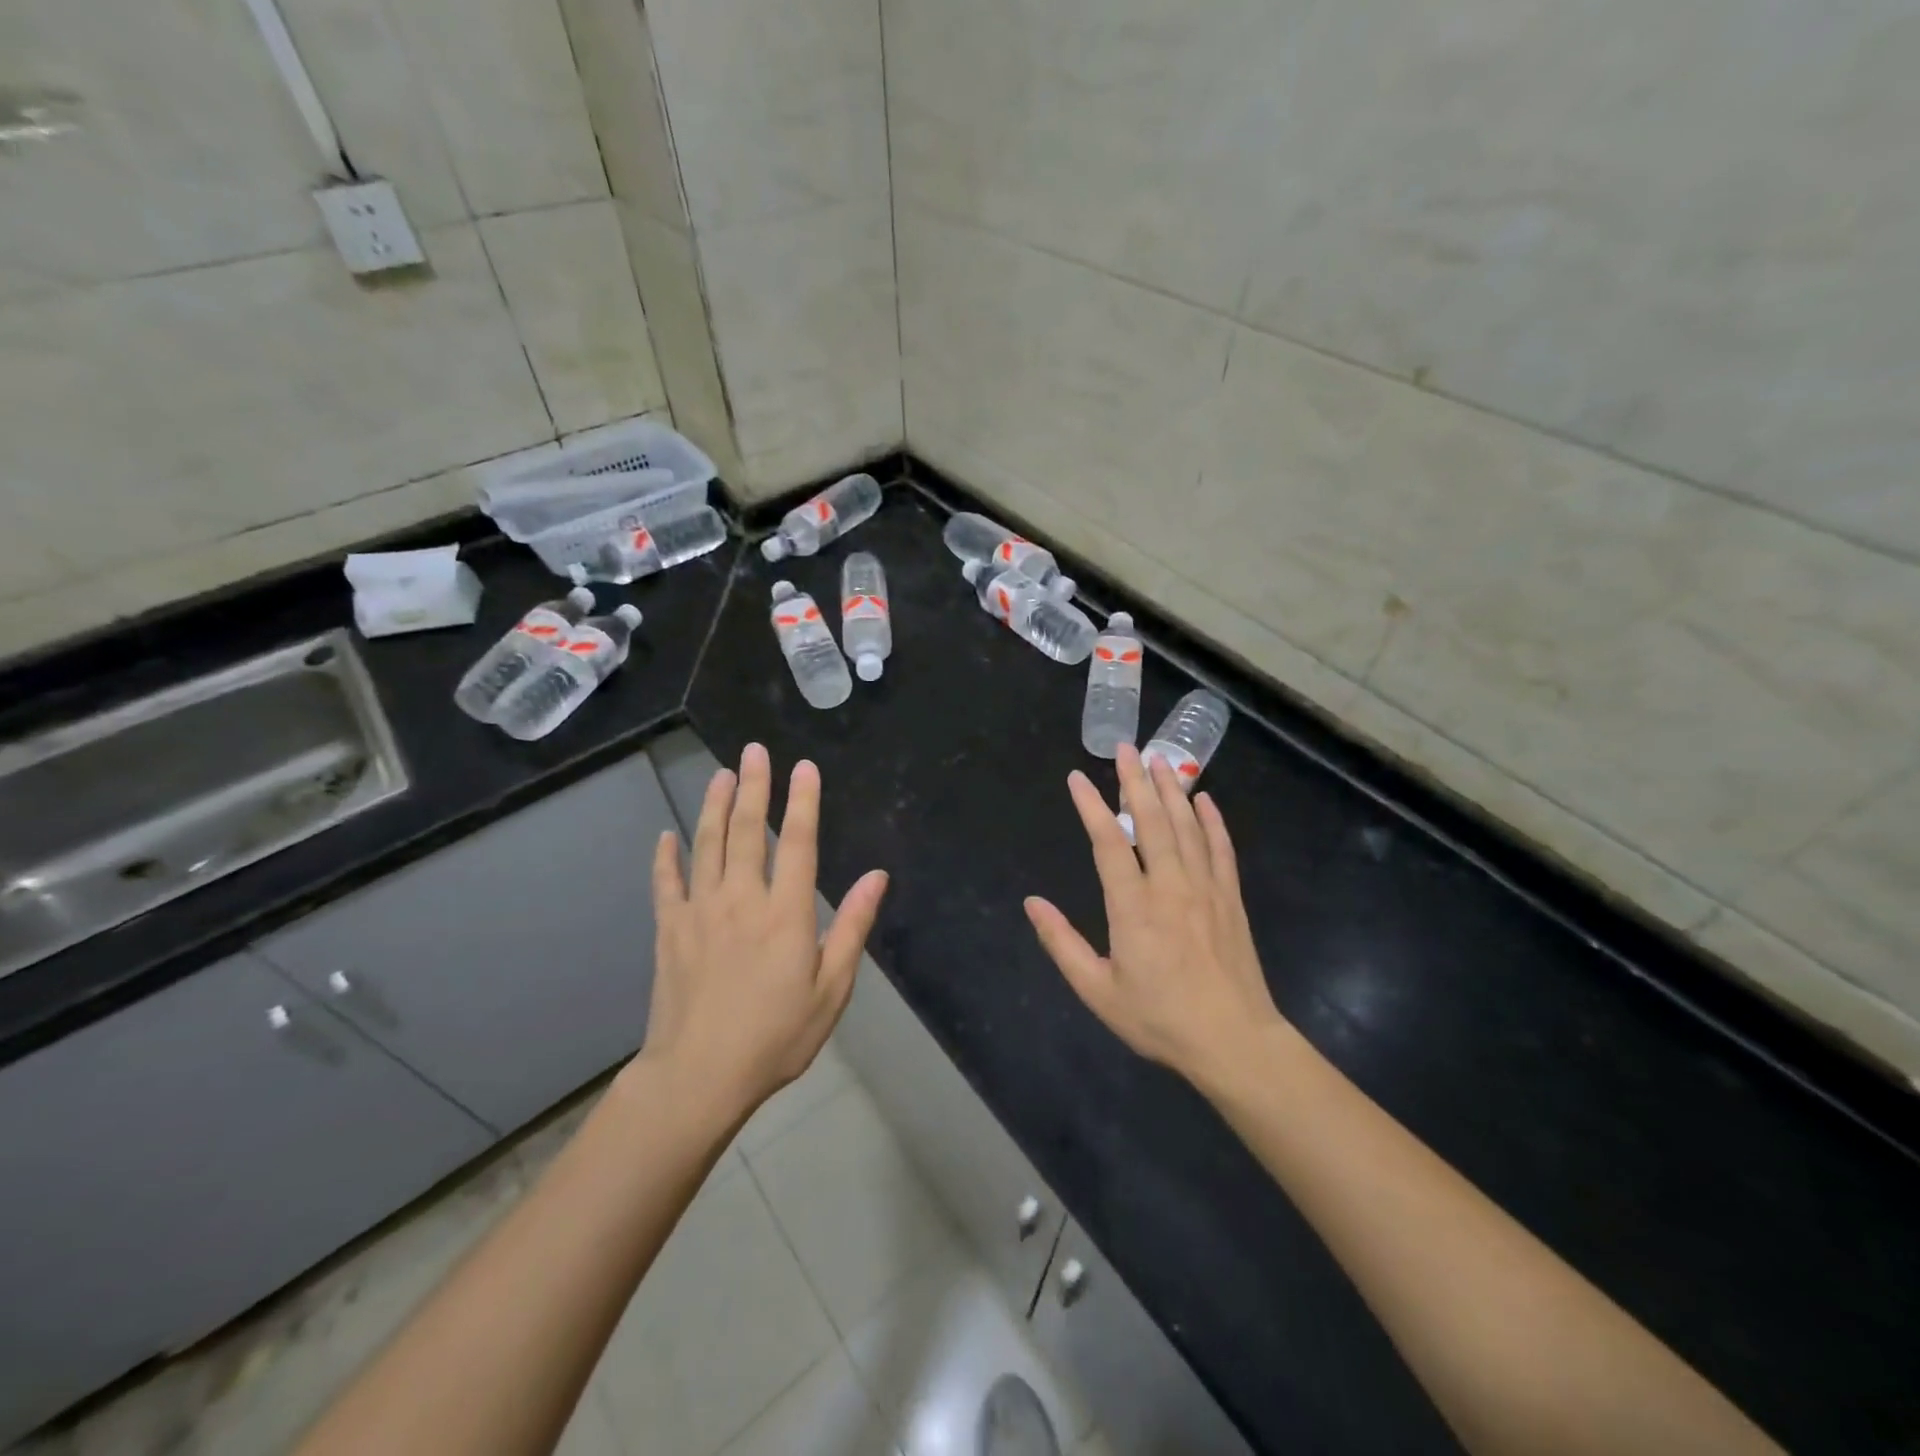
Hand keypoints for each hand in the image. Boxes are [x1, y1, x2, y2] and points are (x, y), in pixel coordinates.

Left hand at [638, 743, 887, 1118]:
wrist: (698, 1077)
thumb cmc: (776, 1037)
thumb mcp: (831, 989)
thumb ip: (852, 927)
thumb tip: (877, 876)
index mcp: (785, 913)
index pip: (798, 842)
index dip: (803, 801)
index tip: (804, 767)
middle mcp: (741, 900)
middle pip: (748, 831)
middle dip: (754, 787)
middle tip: (753, 751)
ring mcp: (700, 912)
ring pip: (706, 845)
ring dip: (714, 807)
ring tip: (720, 775)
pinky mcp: (670, 930)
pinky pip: (665, 883)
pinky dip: (665, 856)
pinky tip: (666, 835)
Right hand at [1025, 744, 1284, 1083]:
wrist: (1234, 1041)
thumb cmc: (1160, 1018)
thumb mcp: (1098, 990)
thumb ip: (1061, 943)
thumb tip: (1032, 902)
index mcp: (1133, 906)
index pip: (1108, 842)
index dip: (1090, 806)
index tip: (1077, 778)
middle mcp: (1170, 885)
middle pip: (1151, 820)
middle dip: (1135, 780)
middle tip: (1126, 747)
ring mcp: (1205, 888)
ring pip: (1187, 826)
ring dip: (1172, 790)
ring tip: (1160, 759)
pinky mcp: (1231, 898)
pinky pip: (1222, 849)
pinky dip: (1213, 821)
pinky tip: (1206, 801)